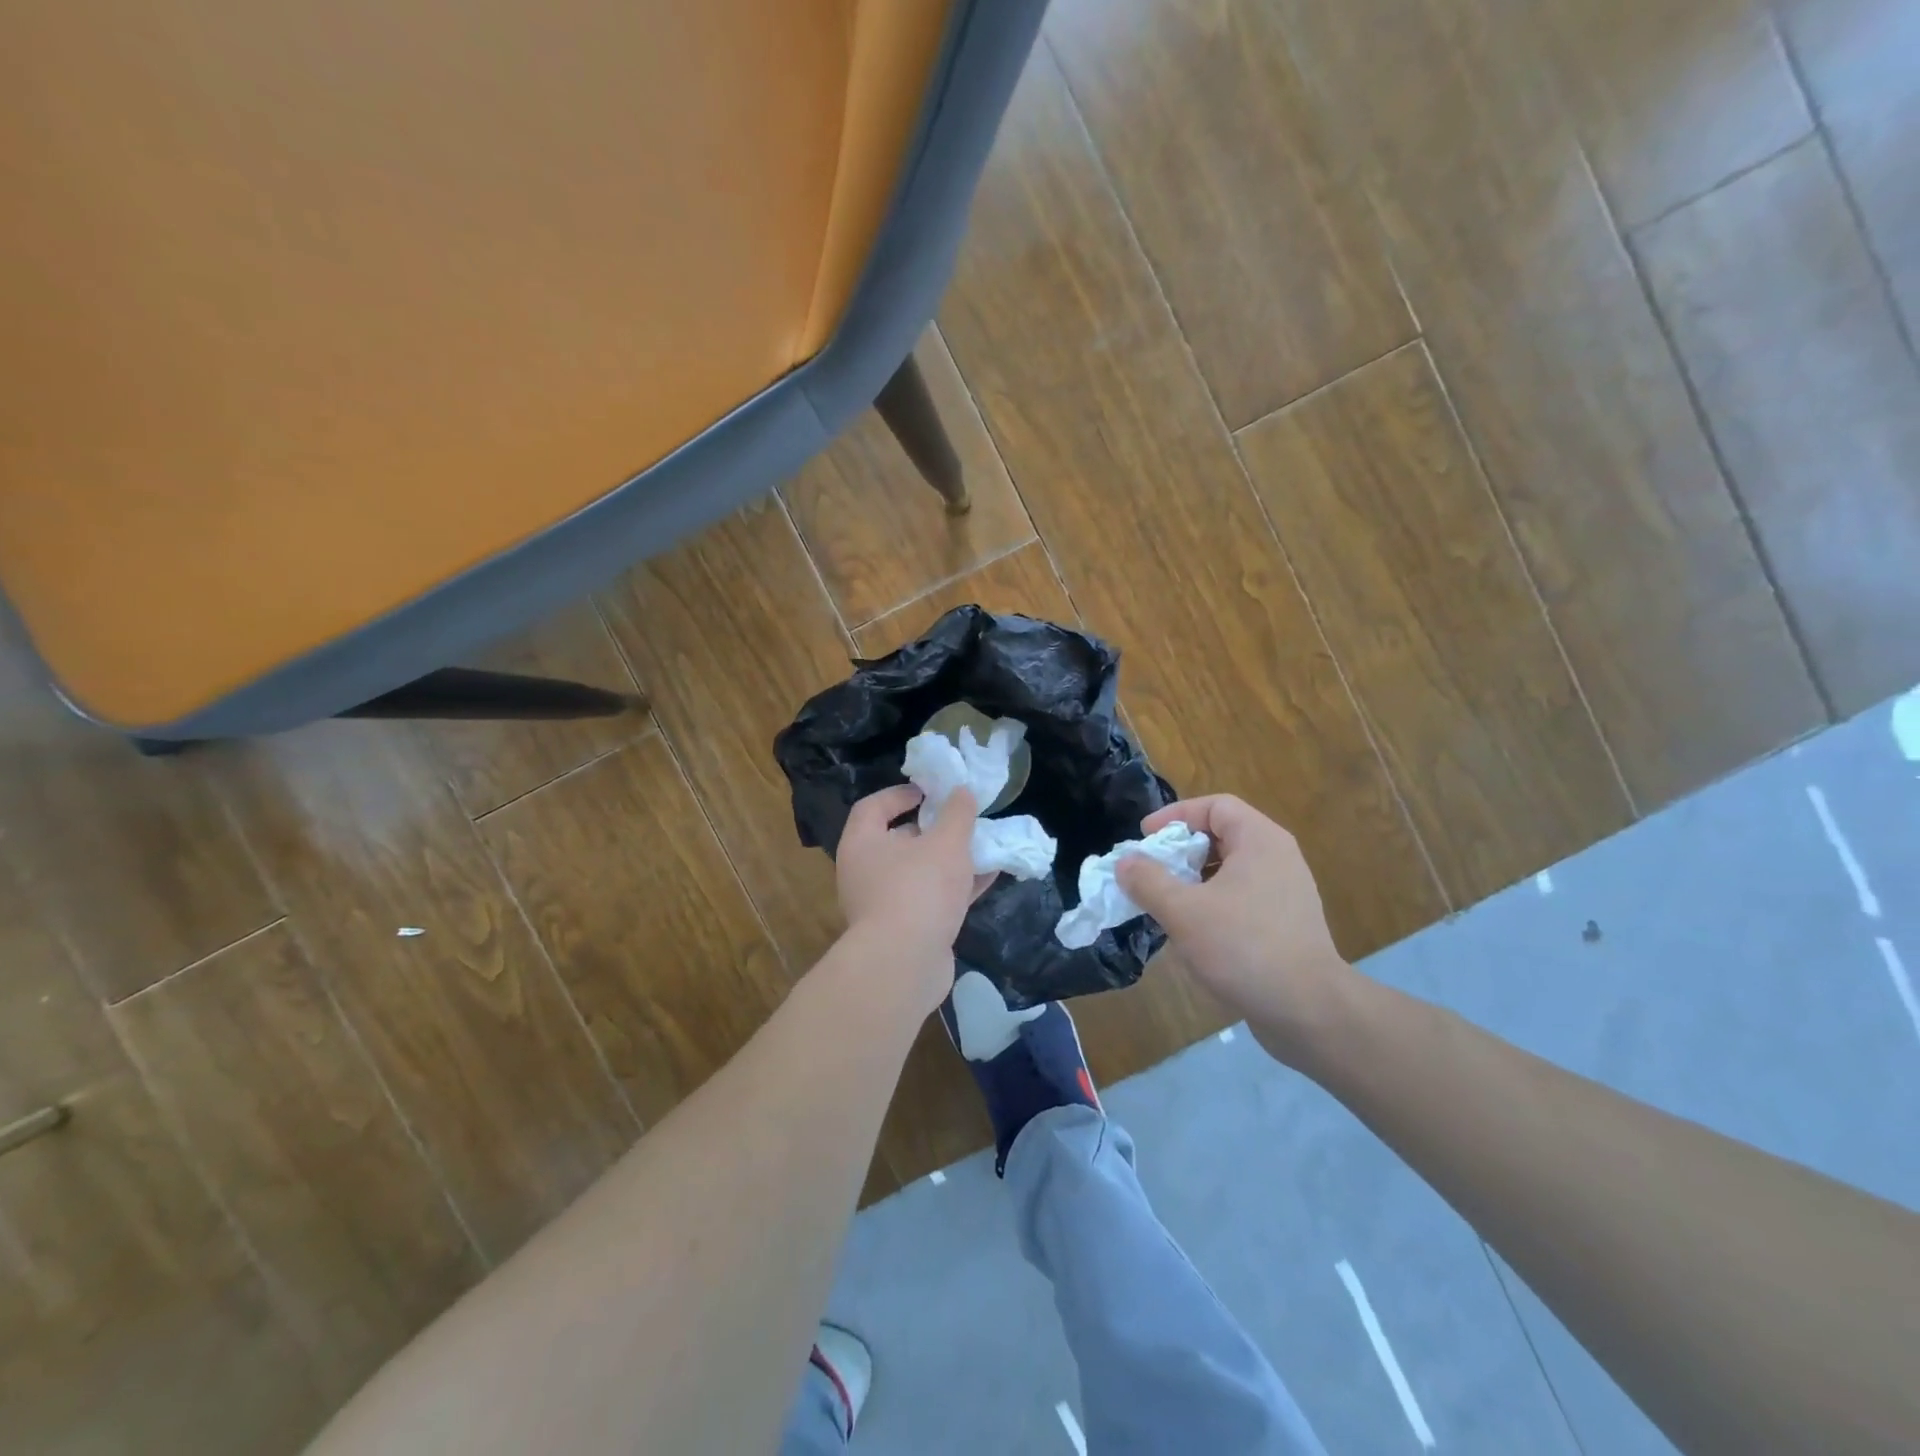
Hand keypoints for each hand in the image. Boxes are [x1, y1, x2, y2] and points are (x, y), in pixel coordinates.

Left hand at [835, 784, 985, 1011]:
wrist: (904, 965)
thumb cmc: (918, 889)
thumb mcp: (946, 842)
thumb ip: (957, 814)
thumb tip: (961, 791)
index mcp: (862, 844)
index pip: (873, 807)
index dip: (901, 794)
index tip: (931, 792)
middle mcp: (865, 872)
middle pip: (897, 840)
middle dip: (932, 829)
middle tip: (961, 820)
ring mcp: (883, 905)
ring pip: (919, 872)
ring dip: (949, 859)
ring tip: (982, 846)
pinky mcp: (905, 931)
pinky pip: (931, 899)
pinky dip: (956, 887)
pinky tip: (989, 877)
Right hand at [1115, 795, 1353, 1066]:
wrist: (1310, 1011)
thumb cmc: (1244, 947)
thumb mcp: (1183, 911)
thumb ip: (1148, 881)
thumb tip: (1125, 862)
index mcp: (1259, 841)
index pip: (1215, 805)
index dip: (1176, 815)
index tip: (1145, 838)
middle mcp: (1277, 858)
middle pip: (1222, 836)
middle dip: (1180, 850)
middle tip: (1150, 871)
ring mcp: (1286, 893)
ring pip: (1230, 870)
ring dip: (1193, 880)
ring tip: (1164, 902)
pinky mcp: (1286, 924)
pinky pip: (1241, 898)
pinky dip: (1212, 903)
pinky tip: (1192, 932)